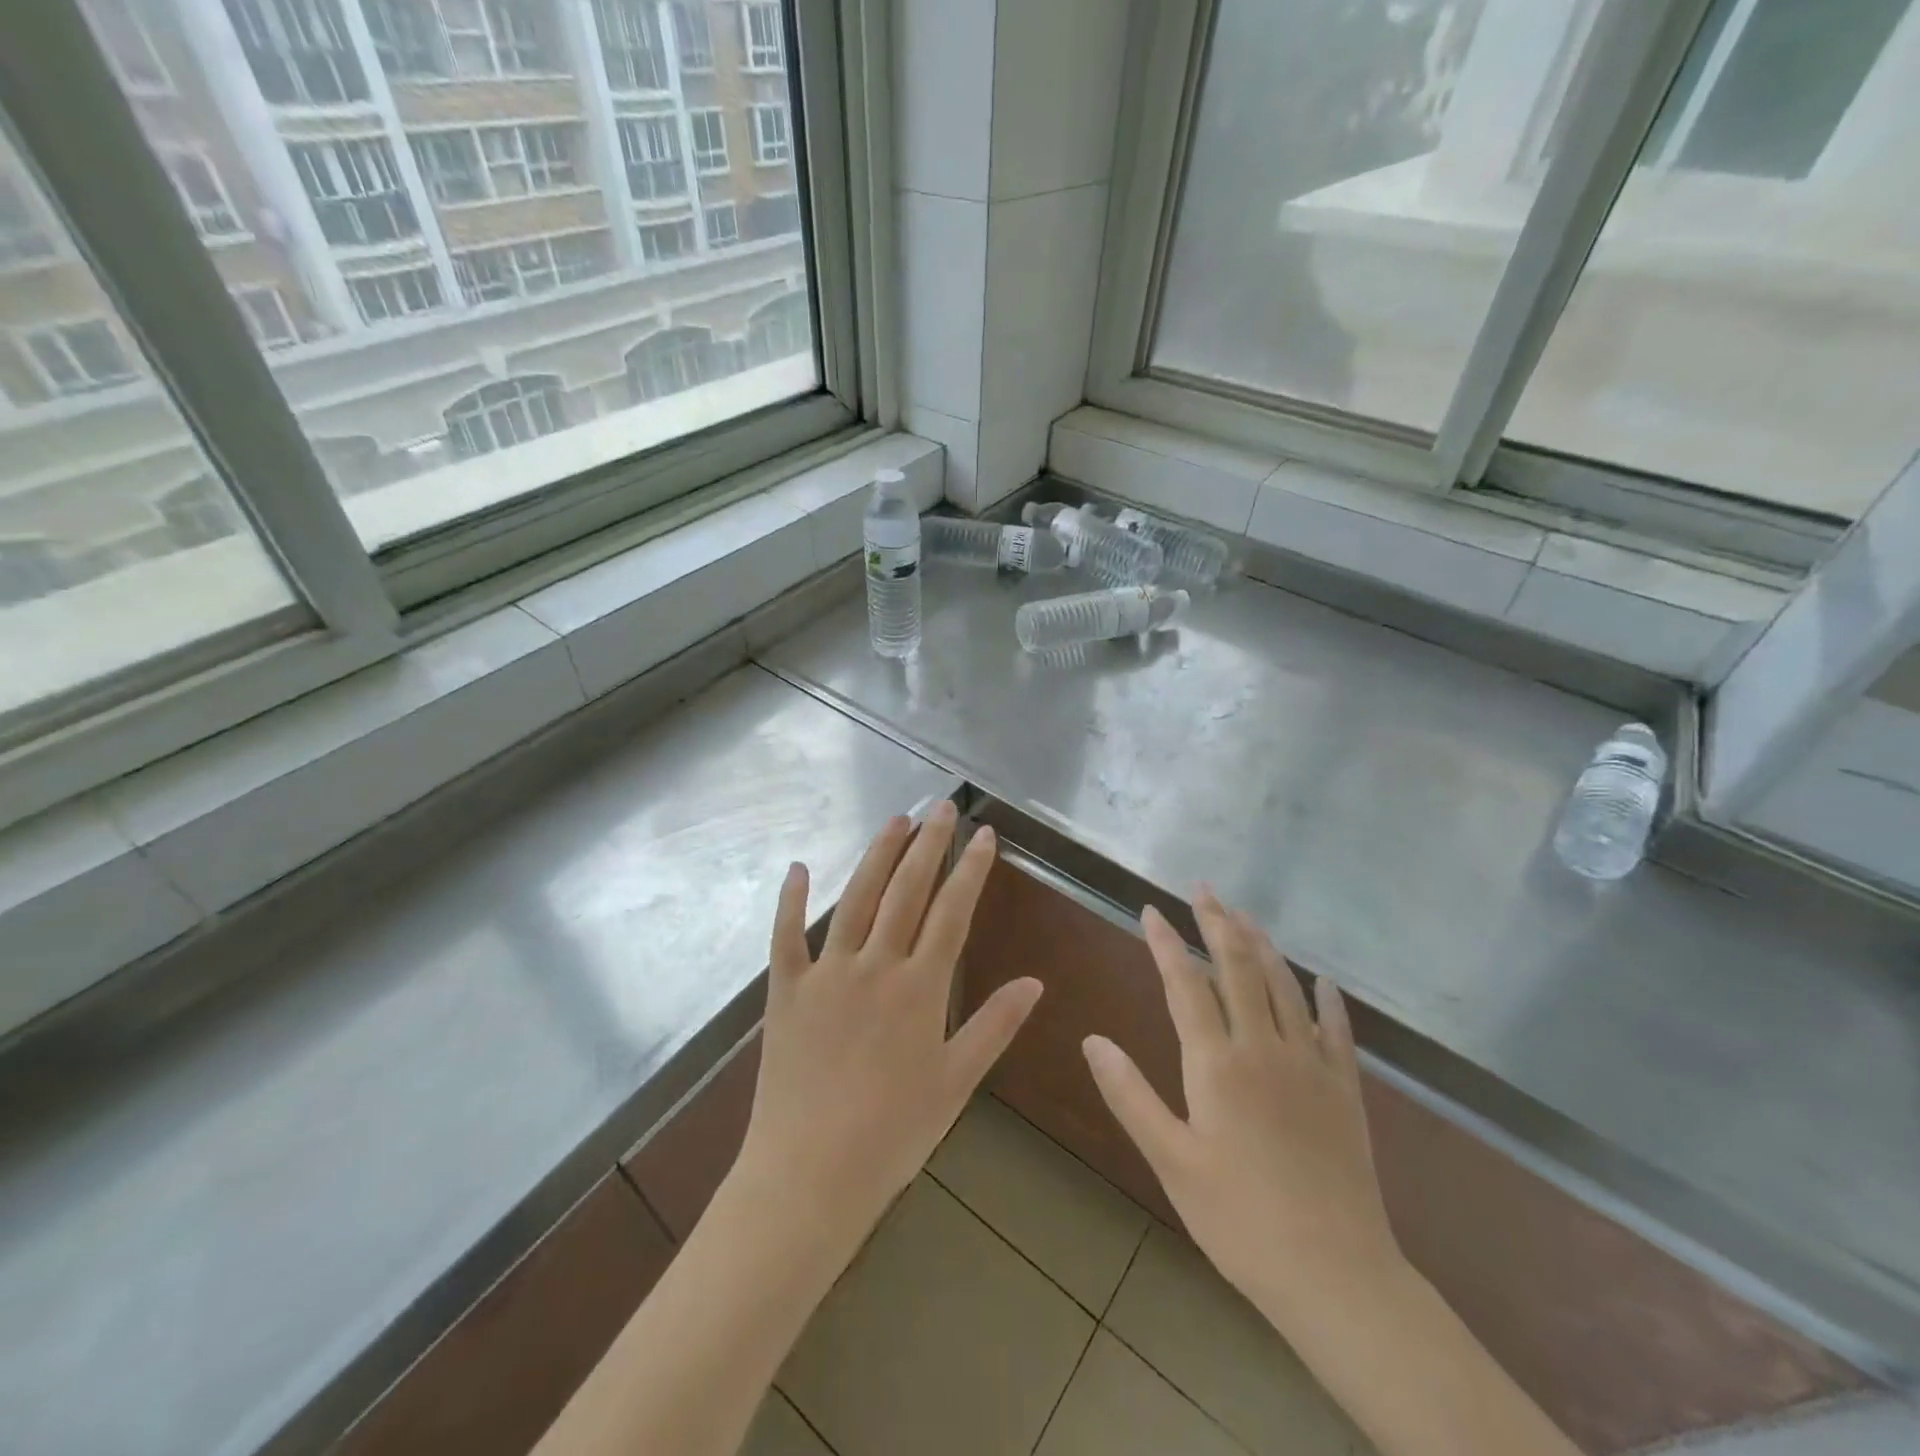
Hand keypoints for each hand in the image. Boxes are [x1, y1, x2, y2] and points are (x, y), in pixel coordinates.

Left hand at [735, 801, 1042, 1242]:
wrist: (810, 1175)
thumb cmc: (893, 1133)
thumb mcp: (955, 1081)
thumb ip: (995, 1025)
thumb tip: (1035, 981)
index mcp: (920, 987)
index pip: (952, 911)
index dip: (970, 869)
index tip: (983, 834)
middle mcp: (875, 966)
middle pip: (906, 891)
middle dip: (928, 844)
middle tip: (941, 806)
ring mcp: (826, 973)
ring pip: (856, 899)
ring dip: (877, 855)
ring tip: (896, 820)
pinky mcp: (786, 990)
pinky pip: (786, 935)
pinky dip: (791, 900)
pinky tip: (798, 867)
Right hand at [1082, 890, 1402, 1333]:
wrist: (1336, 1275)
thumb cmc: (1239, 1219)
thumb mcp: (1171, 1161)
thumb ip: (1130, 1095)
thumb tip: (1092, 1040)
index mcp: (1217, 1063)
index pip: (1186, 984)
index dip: (1167, 943)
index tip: (1151, 909)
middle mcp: (1264, 1048)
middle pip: (1238, 968)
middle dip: (1217, 923)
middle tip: (1203, 889)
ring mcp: (1311, 1064)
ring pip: (1284, 986)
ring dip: (1263, 945)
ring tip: (1245, 915)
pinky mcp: (1345, 1090)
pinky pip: (1337, 1029)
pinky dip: (1327, 998)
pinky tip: (1323, 979)